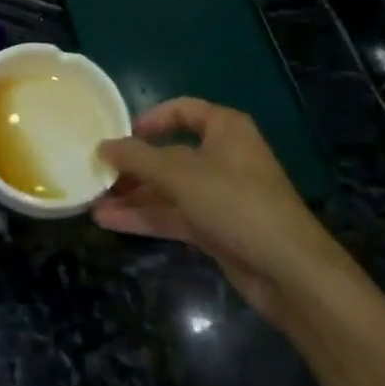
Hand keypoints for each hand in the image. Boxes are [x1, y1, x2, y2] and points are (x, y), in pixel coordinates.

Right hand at [94, 99, 347, 321]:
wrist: (292, 274)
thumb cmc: (236, 203)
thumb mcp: (179, 174)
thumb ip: (137, 158)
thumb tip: (102, 147)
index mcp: (224, 129)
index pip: (181, 111)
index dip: (149, 120)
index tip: (120, 136)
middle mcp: (223, 157)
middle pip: (169, 153)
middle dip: (132, 166)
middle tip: (96, 172)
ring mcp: (220, 195)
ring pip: (168, 188)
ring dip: (133, 195)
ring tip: (93, 202)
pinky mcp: (217, 229)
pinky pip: (174, 215)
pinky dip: (145, 217)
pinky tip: (110, 222)